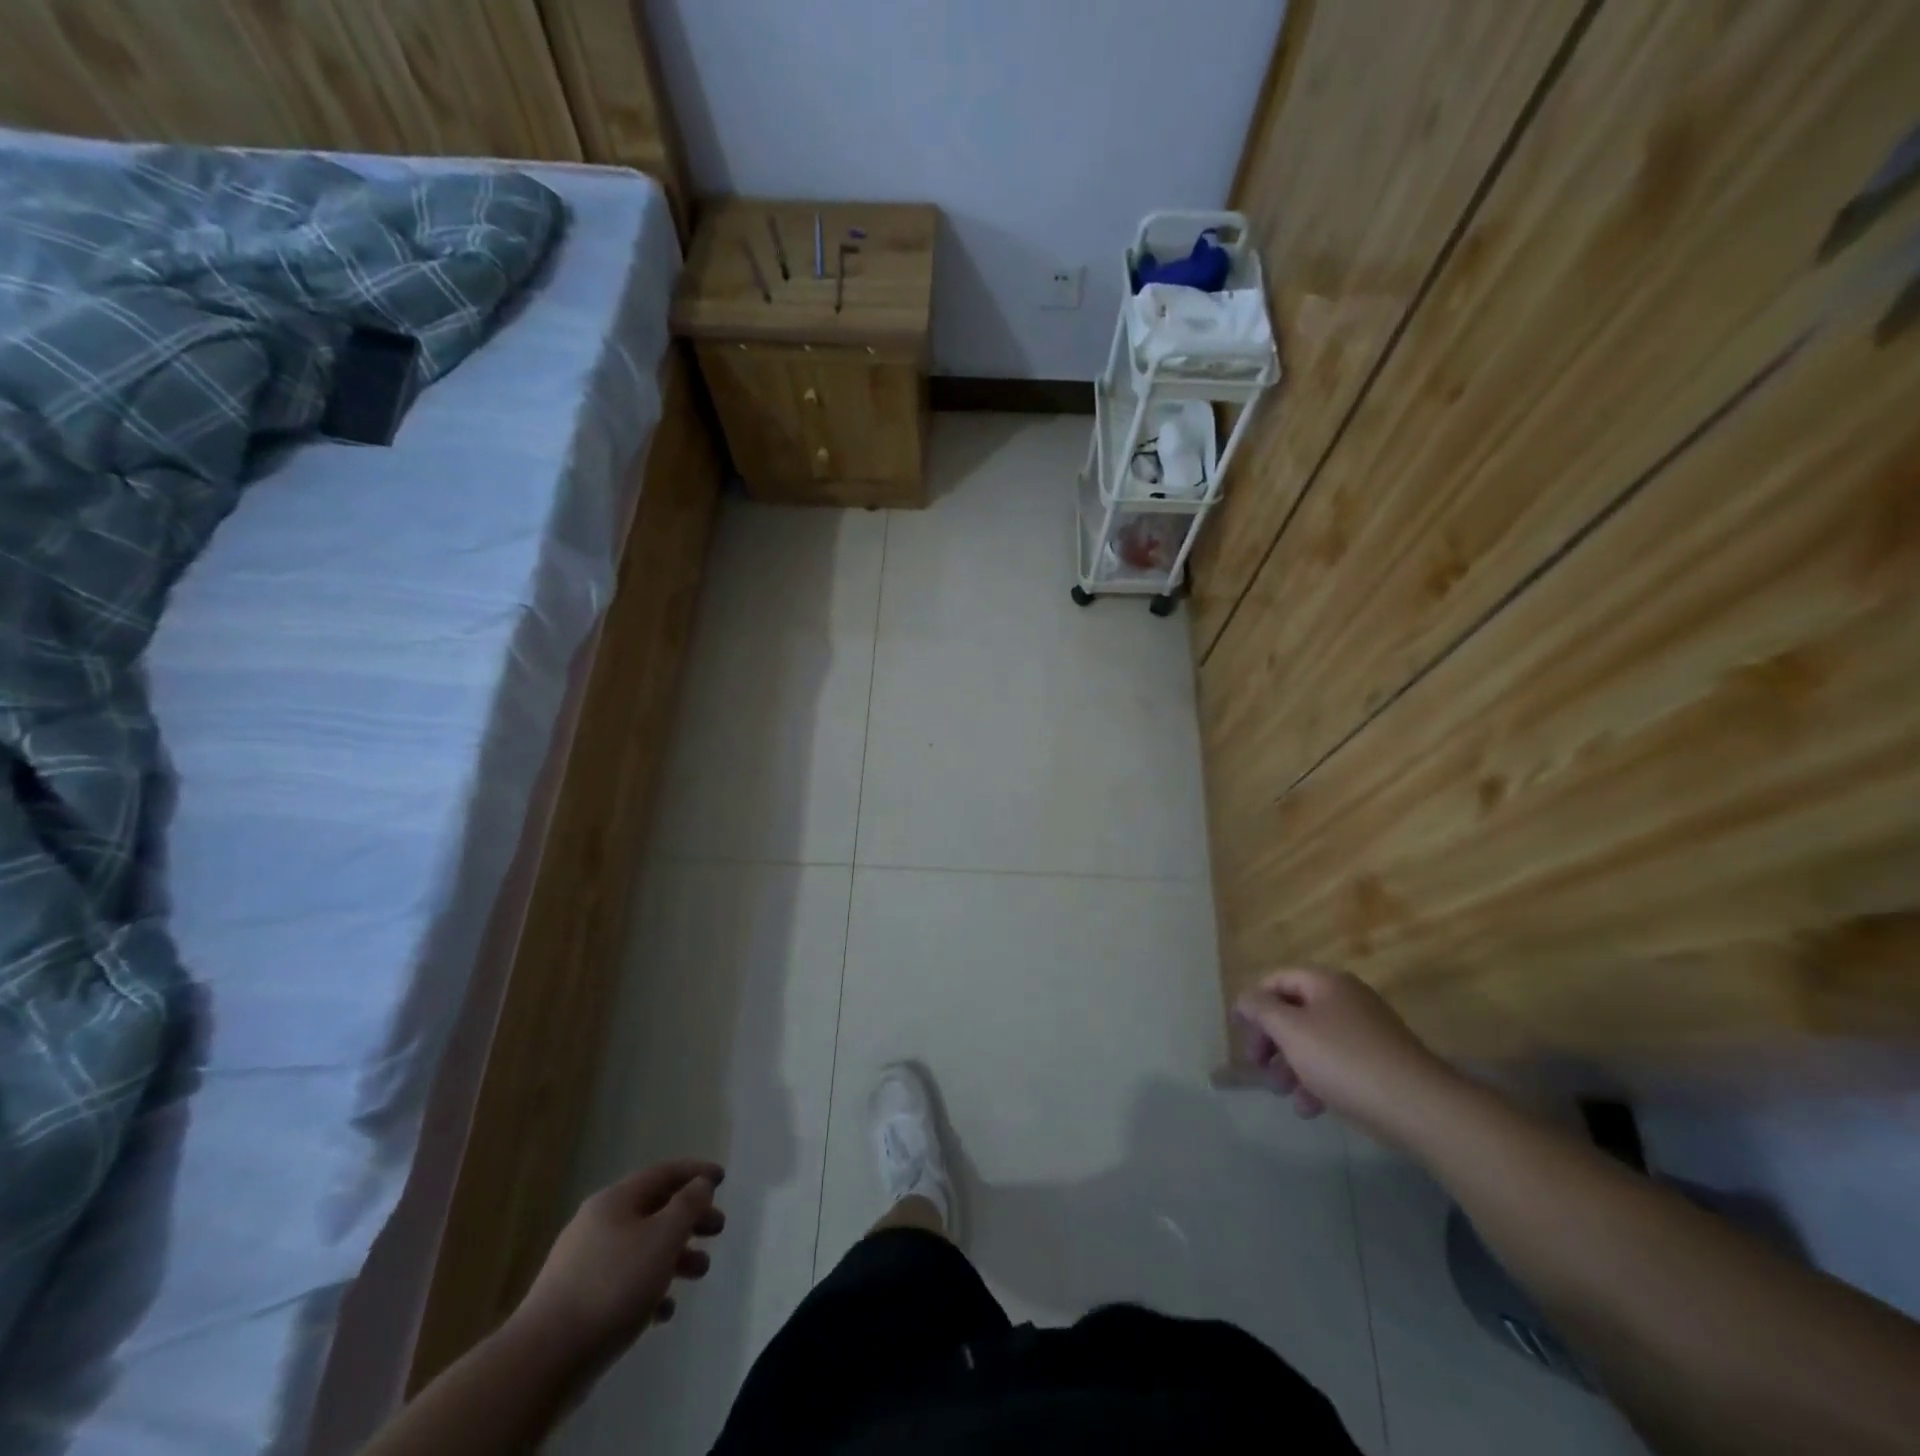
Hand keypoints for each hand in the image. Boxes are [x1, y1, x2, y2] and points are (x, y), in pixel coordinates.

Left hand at [511, 1159, 725, 1370]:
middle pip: (653, 1210)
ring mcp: (583, 1264)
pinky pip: (623, 1283)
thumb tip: (701, 1184)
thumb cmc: (612, 1286)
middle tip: (718, 1229)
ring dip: (674, 1255)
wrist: (543, 1360)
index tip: (722, 1178)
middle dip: (689, 1218)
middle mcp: (597, 1224)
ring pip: (640, 1248)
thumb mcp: (662, 1238)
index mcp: (615, 1201)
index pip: (663, 1173)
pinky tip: (664, 1310)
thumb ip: (688, 1206)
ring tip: (700, 1272)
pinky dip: (649, 1288)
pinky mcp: (576, 1302)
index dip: (695, 1172)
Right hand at [1234, 968, 1462, 1145]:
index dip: (1253, 1002)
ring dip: (1291, 1065)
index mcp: (1326, 983)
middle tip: (1257, 1066)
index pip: (1277, 980)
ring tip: (1284, 1094)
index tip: (1237, 1031)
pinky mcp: (1381, 1063)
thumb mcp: (1291, 1030)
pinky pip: (1338, 1064)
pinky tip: (1311, 1108)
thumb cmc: (1345, 1061)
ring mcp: (1368, 1032)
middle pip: (1294, 1011)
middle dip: (1271, 1040)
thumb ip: (1261, 1010)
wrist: (1421, 1107)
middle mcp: (1347, 1000)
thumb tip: (1245, 999)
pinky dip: (1318, 1081)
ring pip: (1314, 1041)